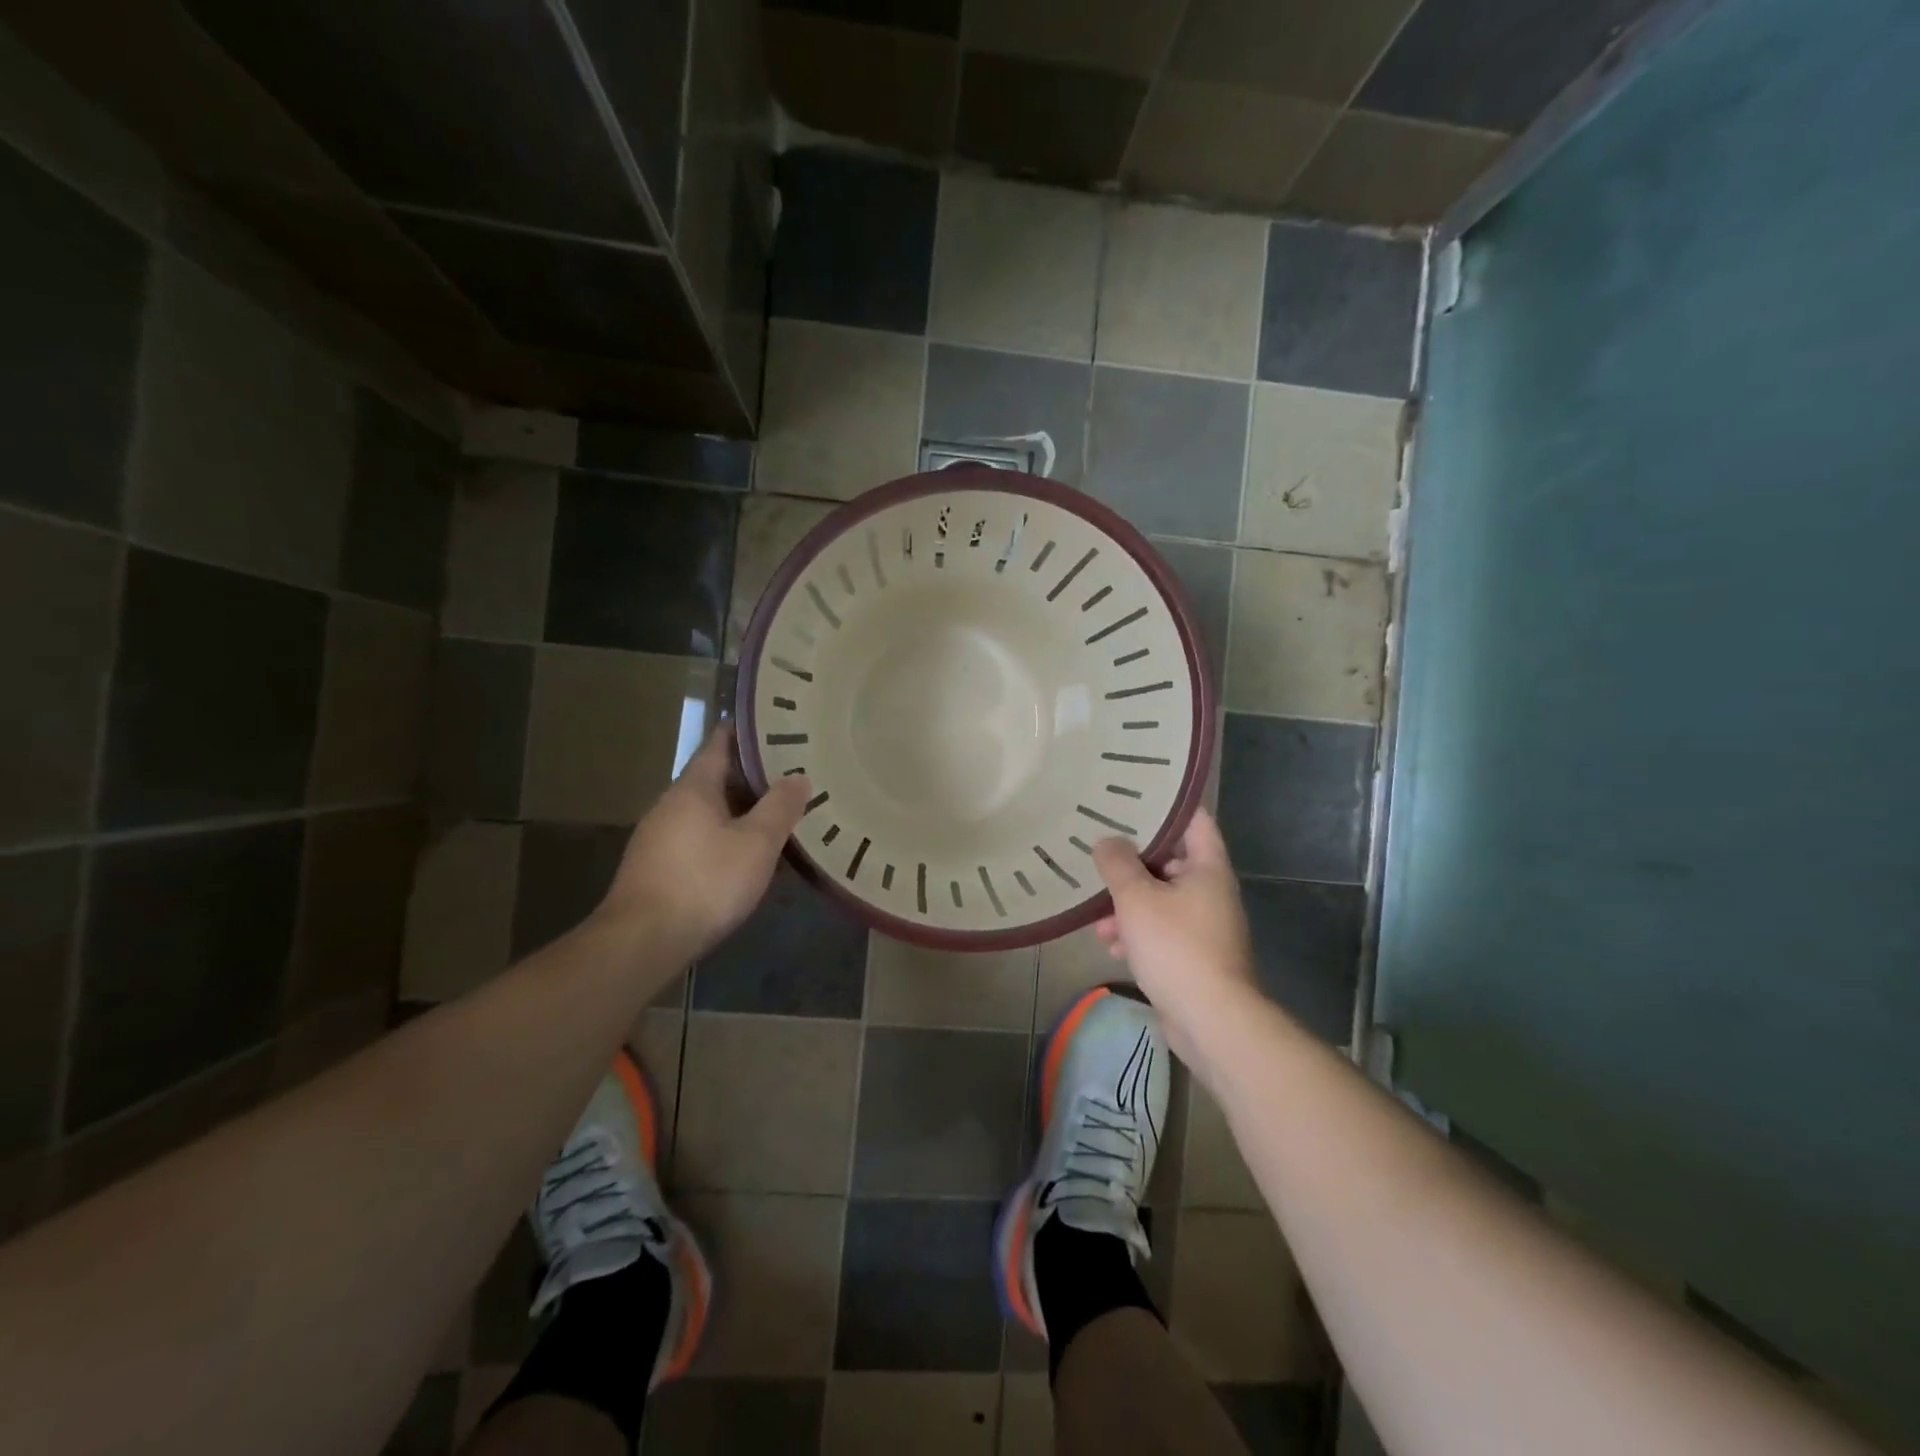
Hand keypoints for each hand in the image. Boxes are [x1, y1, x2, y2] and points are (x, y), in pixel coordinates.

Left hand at [595, 726, 809, 959]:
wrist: (643, 942)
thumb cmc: (705, 881)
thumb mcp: (756, 843)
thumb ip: (780, 807)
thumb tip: (799, 776)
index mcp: (693, 788)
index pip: (720, 744)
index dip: (747, 733)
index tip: (777, 727)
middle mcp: (671, 804)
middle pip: (715, 778)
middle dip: (752, 776)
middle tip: (791, 774)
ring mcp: (659, 837)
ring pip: (708, 811)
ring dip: (740, 811)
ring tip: (777, 814)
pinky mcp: (658, 867)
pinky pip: (699, 838)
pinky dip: (726, 837)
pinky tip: (747, 855)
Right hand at [1091, 810, 1260, 1078]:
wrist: (1211, 1021)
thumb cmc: (1176, 947)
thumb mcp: (1137, 899)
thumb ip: (1118, 864)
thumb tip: (1107, 841)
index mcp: (1208, 868)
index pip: (1194, 820)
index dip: (1166, 806)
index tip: (1134, 798)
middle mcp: (1211, 892)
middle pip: (1169, 863)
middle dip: (1131, 868)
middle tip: (1100, 862)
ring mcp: (1205, 926)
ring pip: (1161, 901)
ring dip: (1128, 907)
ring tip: (1098, 921)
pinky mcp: (1195, 956)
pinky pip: (1162, 932)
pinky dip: (1138, 934)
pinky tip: (1112, 948)